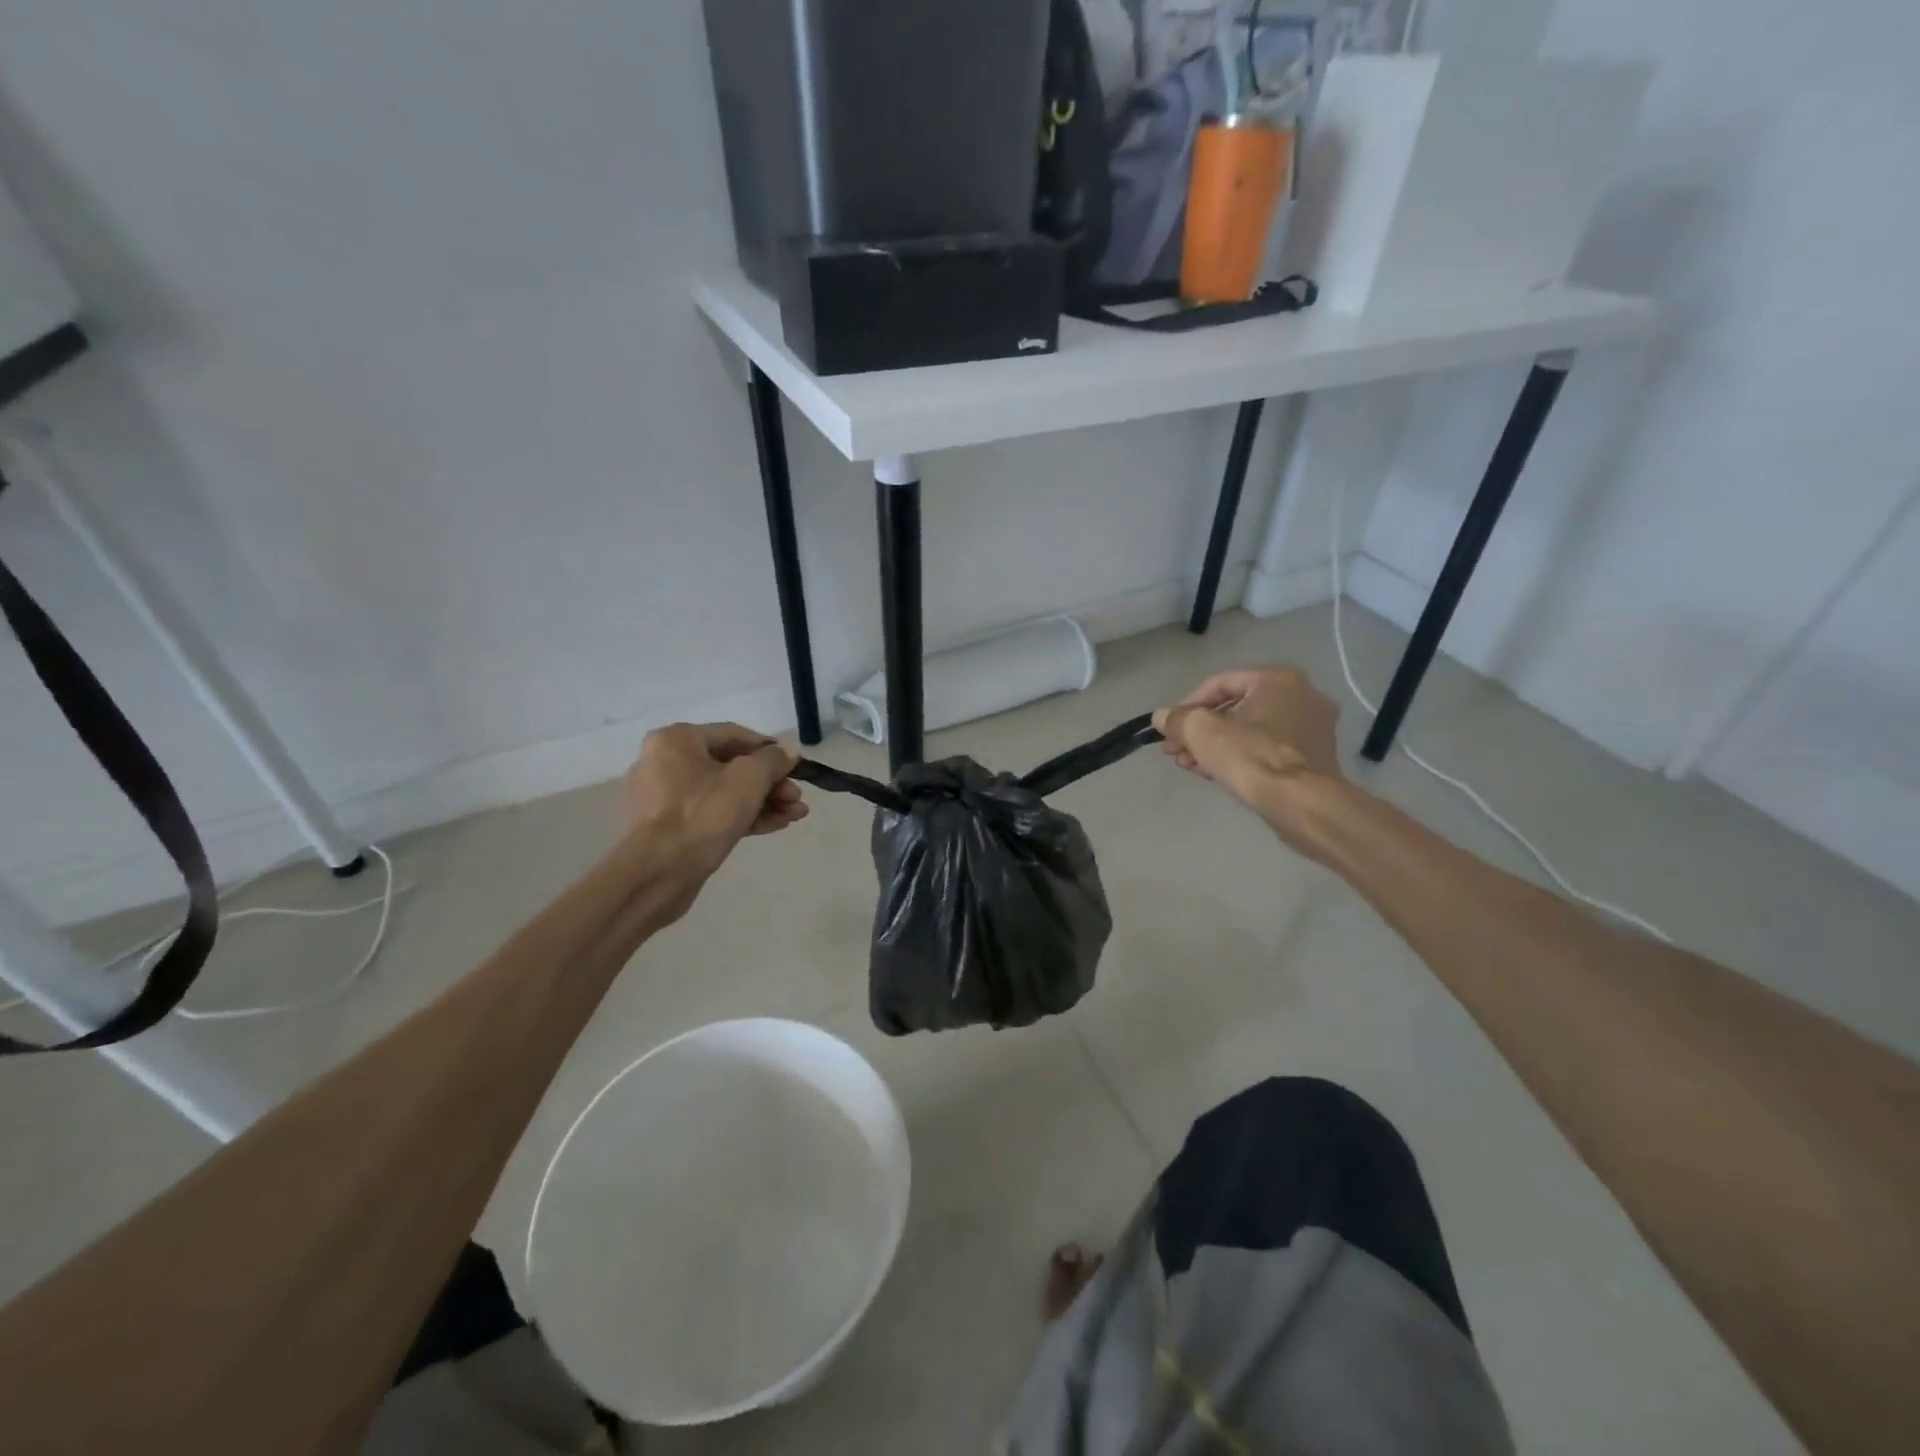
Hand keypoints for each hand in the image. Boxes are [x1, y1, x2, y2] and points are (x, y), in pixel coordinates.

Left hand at [625, 723, 805, 878]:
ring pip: (724, 793)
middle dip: (770, 783)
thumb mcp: (748, 779)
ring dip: (763, 801)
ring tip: (796, 815)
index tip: (796, 767)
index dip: (770, 749)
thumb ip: (773, 760)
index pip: (734, 735)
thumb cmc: (703, 814)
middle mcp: (665, 763)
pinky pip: (712, 814)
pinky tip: (776, 825)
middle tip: (797, 798)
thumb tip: (787, 753)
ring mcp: (665, 799)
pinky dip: (743, 816)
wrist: (658, 873)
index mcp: (676, 740)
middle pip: (730, 766)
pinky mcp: (670, 829)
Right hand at [1153, 667, 1343, 851]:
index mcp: (1278, 679)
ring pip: (1251, 731)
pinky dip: (1240, 757)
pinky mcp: (1315, 758)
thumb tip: (1161, 717)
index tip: (1170, 728)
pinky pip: (1268, 749)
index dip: (1188, 705)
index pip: (1220, 683)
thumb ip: (1177, 719)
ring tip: (1189, 765)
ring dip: (1215, 746)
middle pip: (1236, 709)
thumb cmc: (1250, 756)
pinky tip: (1214, 774)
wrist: (1301, 803)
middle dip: (1200, 731)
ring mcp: (1313, 729)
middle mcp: (1302, 696)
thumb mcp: (1201, 732)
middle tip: (1175, 749)